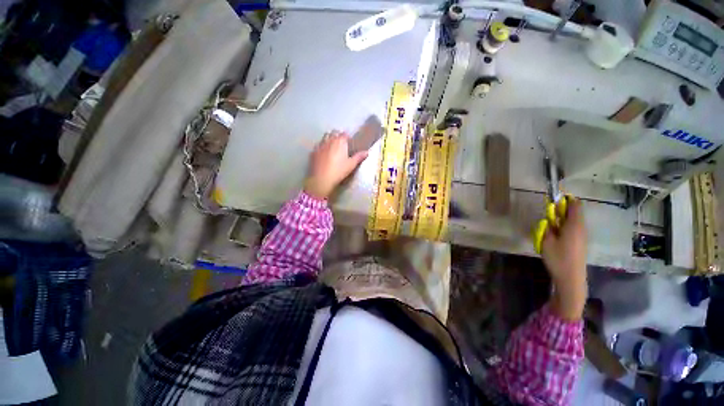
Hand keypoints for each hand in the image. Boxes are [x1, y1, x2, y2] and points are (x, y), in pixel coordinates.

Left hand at [304, 131, 368, 199]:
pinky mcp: (313, 152)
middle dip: (337, 136)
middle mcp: (329, 140)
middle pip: (334, 133)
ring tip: (332, 147)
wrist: (321, 179)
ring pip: (325, 137)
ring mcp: (320, 145)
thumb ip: (359, 157)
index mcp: (340, 141)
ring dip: (329, 139)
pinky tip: (323, 154)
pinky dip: (322, 147)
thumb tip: (367, 152)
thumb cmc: (339, 171)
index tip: (349, 141)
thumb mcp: (351, 165)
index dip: (347, 137)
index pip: (344, 134)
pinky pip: (318, 145)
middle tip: (341, 143)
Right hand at [541, 197, 587, 320]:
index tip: (553, 200)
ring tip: (549, 224)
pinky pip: (574, 228)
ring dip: (562, 218)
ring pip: (574, 220)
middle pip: (575, 212)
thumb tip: (548, 219)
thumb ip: (547, 227)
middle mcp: (581, 228)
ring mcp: (582, 236)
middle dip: (562, 209)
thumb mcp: (546, 241)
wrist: (571, 278)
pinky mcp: (581, 243)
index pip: (574, 205)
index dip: (565, 199)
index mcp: (574, 225)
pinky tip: (555, 234)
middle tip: (548, 214)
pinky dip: (565, 226)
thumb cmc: (558, 258)